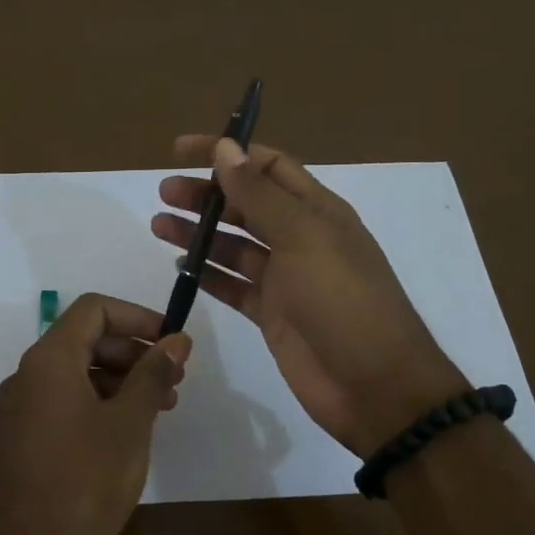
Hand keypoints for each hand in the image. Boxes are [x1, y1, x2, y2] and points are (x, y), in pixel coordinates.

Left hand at [0, 293, 191, 534]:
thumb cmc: (86, 482)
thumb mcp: (130, 423)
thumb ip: (153, 374)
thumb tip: (177, 339)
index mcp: (48, 361)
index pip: (94, 310)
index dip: (137, 317)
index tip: (172, 341)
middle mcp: (27, 376)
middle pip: (85, 340)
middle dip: (133, 351)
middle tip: (174, 378)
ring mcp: (20, 409)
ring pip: (76, 373)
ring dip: (121, 379)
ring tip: (161, 407)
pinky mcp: (22, 438)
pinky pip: (64, 401)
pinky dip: (99, 402)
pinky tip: (128, 430)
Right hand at [152, 136, 464, 456]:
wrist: (374, 385)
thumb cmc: (343, 301)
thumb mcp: (303, 238)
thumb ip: (260, 195)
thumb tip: (225, 148)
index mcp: (317, 211)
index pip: (267, 166)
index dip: (227, 153)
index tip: (180, 151)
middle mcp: (302, 239)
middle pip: (246, 204)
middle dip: (207, 195)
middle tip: (164, 194)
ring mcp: (287, 279)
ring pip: (234, 245)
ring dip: (200, 233)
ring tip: (159, 225)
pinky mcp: (273, 314)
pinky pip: (234, 285)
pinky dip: (208, 274)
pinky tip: (180, 267)